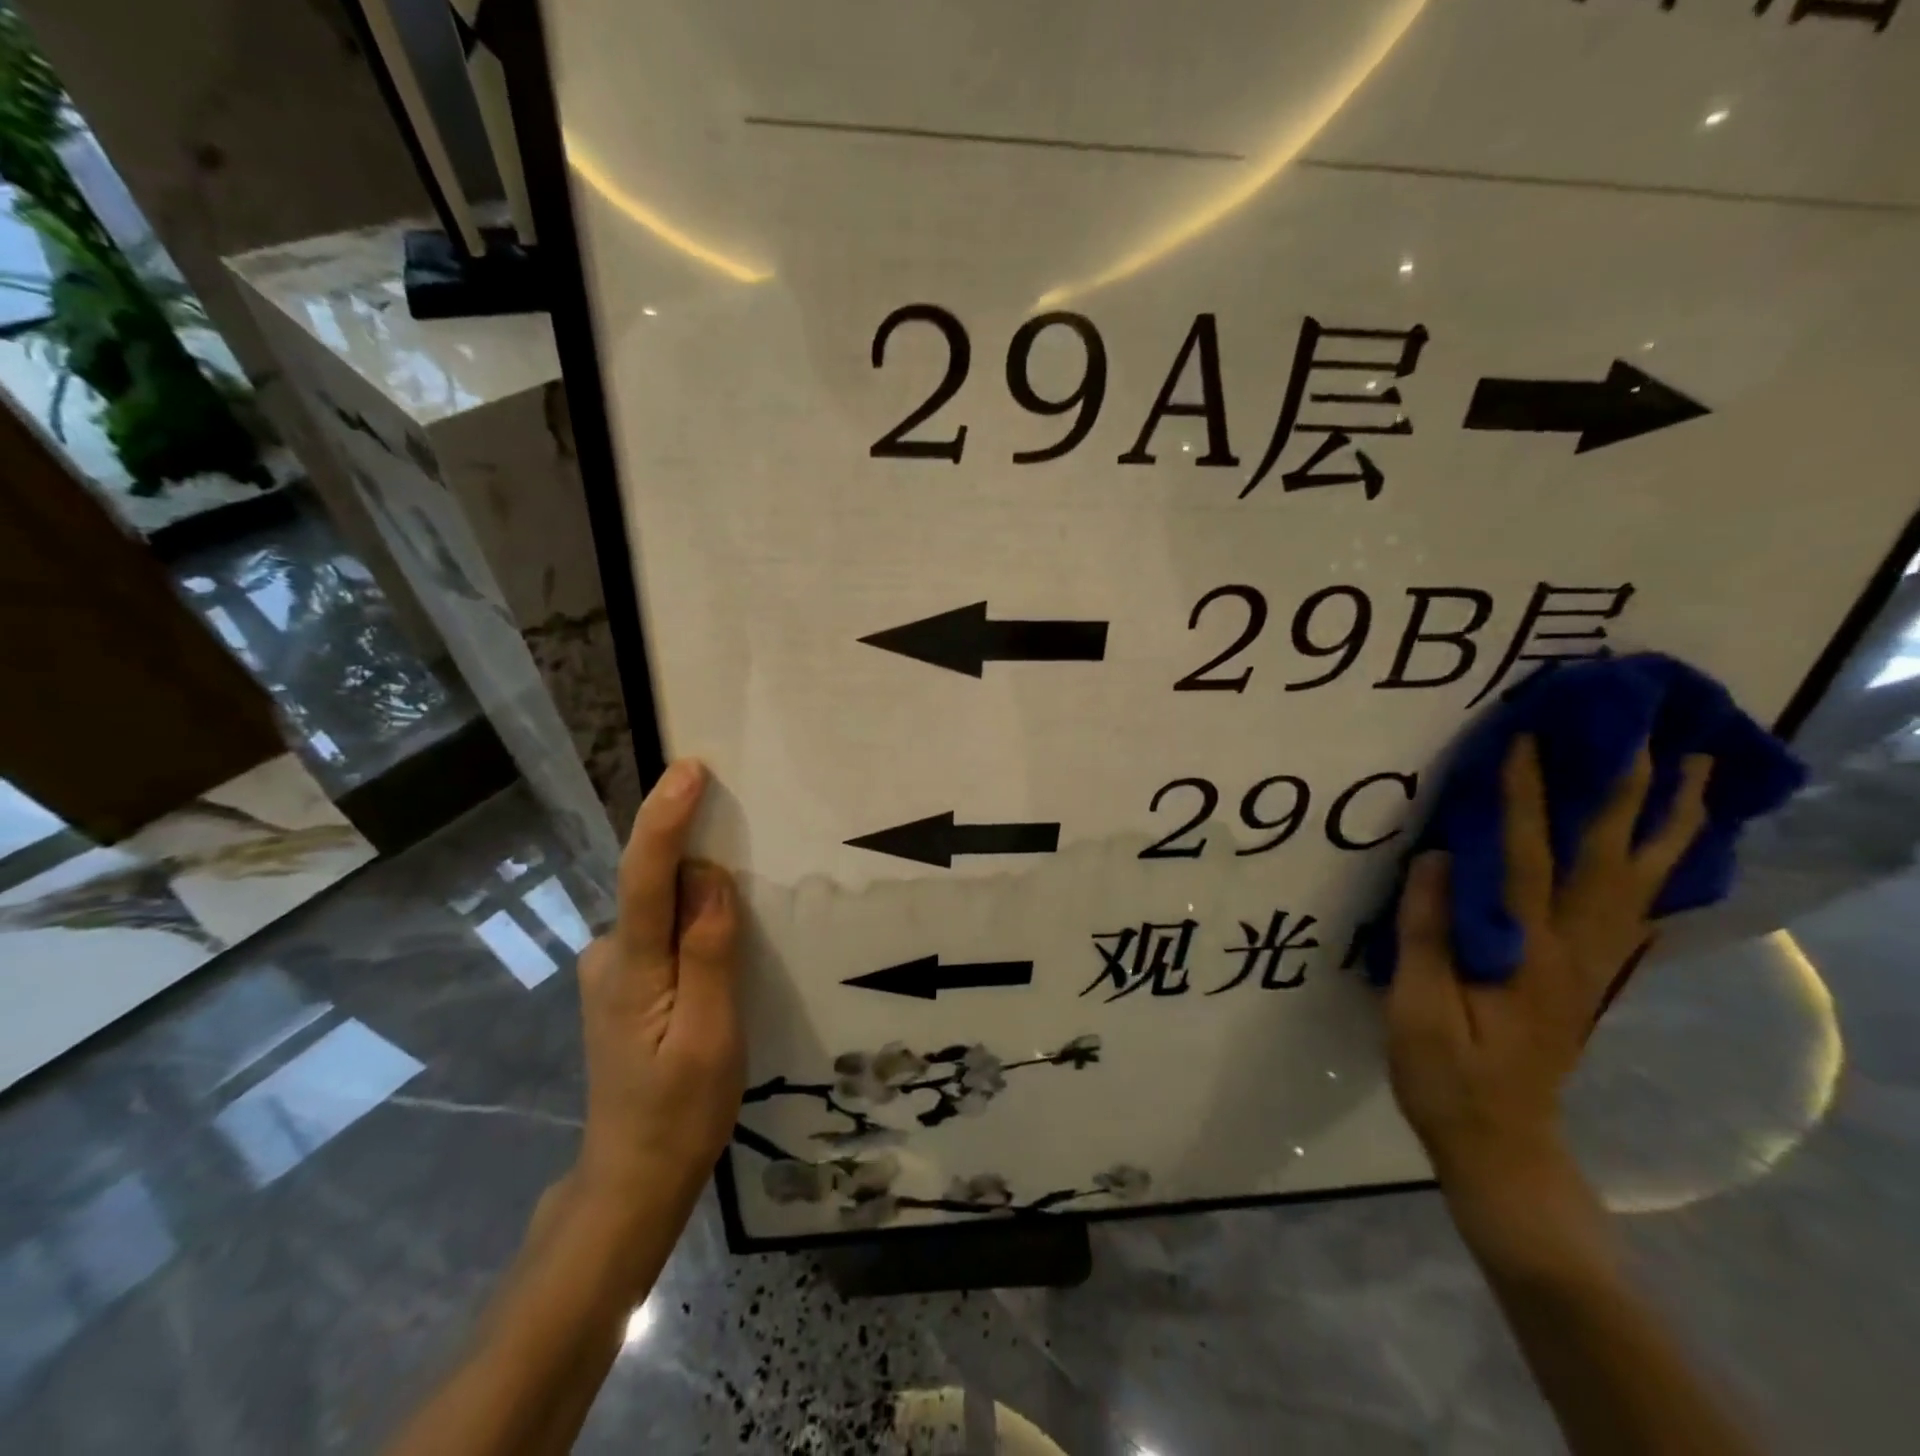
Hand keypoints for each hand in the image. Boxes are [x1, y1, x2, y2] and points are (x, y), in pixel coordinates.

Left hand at [571, 759, 743, 1219]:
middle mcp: (609, 957)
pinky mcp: (624, 985)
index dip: (666, 819)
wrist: (633, 1179)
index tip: (690, 771)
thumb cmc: (680, 1112)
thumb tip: (709, 875)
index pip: (645, 878)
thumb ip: (708, 951)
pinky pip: (664, 933)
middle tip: (745, 831)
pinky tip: (721, 951)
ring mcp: (611, 972)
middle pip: (655, 885)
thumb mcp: (712, 1034)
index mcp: (630, 970)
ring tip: (747, 910)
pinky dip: (693, 924)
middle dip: (694, 849)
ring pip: (663, 911)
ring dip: (699, 895)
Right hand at [1387, 736, 1712, 1198]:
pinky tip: (1676, 848)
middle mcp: (1575, 950)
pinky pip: (1640, 911)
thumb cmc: (1446, 1074)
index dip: (1527, 798)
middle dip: (1628, 793)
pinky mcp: (1592, 975)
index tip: (1528, 741)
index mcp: (1525, 954)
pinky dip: (1666, 871)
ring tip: (1696, 773)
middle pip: (1610, 861)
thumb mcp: (1418, 1010)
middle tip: (1647, 733)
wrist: (1500, 1141)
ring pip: (1642, 882)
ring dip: (1669, 824)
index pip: (1526, 859)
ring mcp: (1593, 963)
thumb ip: (1429, 935)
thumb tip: (1437, 857)